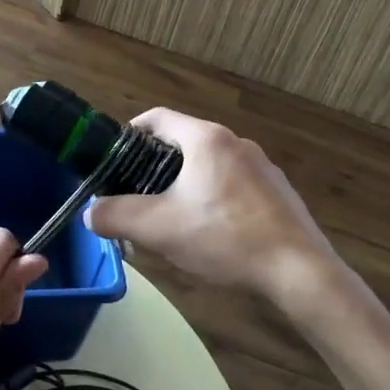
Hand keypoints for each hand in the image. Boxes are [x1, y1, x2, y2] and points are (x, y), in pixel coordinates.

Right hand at [84, 109, 341, 307]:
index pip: (157, 118)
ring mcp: (261, 166)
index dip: (130, 133)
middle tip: (136, 198)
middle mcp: (235, 142)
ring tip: (170, 221)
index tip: (113, 159)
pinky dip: (213, 200)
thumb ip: (116, 216)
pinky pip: (232, 185)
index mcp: (206, 139)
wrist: (299, 271)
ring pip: (208, 167)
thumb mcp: (159, 229)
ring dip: (184, 186)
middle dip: (155, 168)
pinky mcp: (276, 192)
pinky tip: (210, 236)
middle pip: (182, 143)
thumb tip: (90, 212)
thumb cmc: (225, 238)